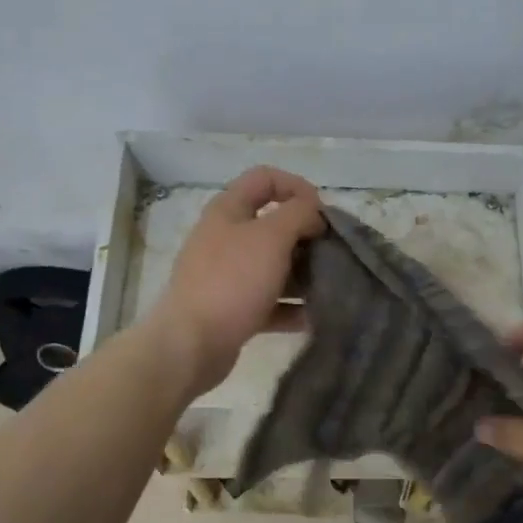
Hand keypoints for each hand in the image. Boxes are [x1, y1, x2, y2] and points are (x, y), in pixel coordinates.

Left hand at [147, 166, 325, 395]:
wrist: (191, 344)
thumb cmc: (232, 281)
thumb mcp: (271, 236)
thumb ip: (299, 214)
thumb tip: (314, 214)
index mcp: (228, 211)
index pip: (264, 178)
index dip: (297, 187)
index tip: (322, 213)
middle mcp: (225, 238)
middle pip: (273, 225)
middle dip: (306, 236)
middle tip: (331, 253)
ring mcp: (227, 276)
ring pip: (273, 266)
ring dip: (302, 274)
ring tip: (329, 286)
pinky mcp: (232, 310)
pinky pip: (269, 302)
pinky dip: (290, 308)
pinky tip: (313, 318)